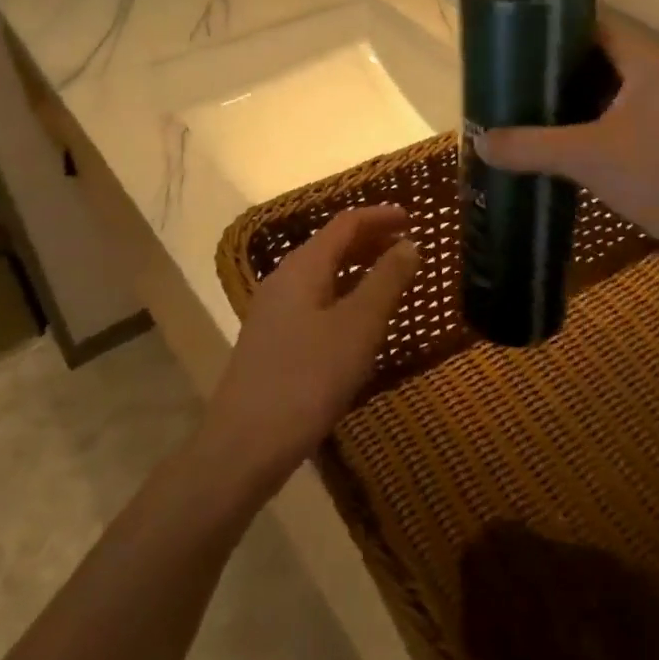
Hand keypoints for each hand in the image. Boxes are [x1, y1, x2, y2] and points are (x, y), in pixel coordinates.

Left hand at [199, 205, 418, 493]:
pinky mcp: (273, 340)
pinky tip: (359, 320)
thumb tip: (410, 243)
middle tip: (407, 245)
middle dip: (370, 240)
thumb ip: (386, 281)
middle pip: (331, 245)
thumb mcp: (358, 327)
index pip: (345, 224)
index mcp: (303, 267)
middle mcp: (284, 279)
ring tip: (391, 277)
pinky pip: (315, 301)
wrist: (245, 443)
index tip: (412, 218)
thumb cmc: (308, 377)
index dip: (379, 216)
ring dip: (357, 269)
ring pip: (322, 275)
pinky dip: (343, 295)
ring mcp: (273, 311)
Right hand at [476, 19, 658, 282]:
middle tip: (508, 80)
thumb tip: (479, 141)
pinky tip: (562, 144)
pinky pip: (624, 119)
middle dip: (555, 70)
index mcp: (649, 58)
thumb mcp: (586, 158)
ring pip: (612, 92)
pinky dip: (593, 126)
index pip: (593, 22)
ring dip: (573, 102)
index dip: (551, 28)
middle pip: (600, 57)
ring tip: (525, 110)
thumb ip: (529, 146)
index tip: (509, 42)